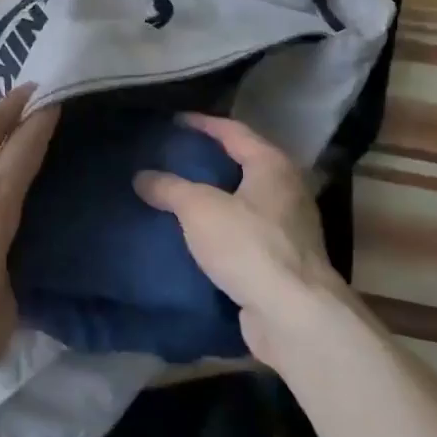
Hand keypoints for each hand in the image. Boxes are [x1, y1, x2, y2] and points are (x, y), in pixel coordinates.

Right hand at [134, 113, 349, 367]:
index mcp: (272, 166)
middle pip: (242, 165)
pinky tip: (193, 236)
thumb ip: (170, 188)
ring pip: (242, 201)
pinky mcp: (281, 261)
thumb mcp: (199, 209)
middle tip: (172, 158)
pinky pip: (243, 233)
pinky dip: (219, 230)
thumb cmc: (249, 246)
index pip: (234, 132)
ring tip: (176, 196)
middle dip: (208, 161)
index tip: (173, 121)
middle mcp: (286, 191)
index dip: (202, 124)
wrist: (294, 315)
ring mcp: (288, 228)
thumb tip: (142, 176)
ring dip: (213, 198)